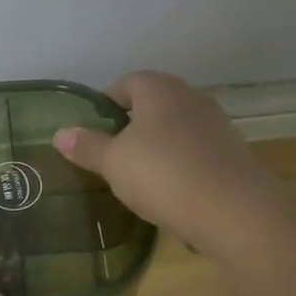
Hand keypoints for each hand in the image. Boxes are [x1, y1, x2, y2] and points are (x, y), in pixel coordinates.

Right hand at [53, 71, 280, 251]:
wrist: (234, 212)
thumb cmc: (163, 175)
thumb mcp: (113, 163)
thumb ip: (87, 147)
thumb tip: (60, 133)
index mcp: (159, 89)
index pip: (126, 83)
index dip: (106, 103)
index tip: (93, 130)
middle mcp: (190, 97)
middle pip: (153, 103)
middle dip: (132, 124)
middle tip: (112, 153)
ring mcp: (216, 124)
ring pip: (176, 127)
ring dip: (158, 144)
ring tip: (140, 174)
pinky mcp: (233, 153)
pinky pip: (196, 151)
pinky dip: (181, 164)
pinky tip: (171, 191)